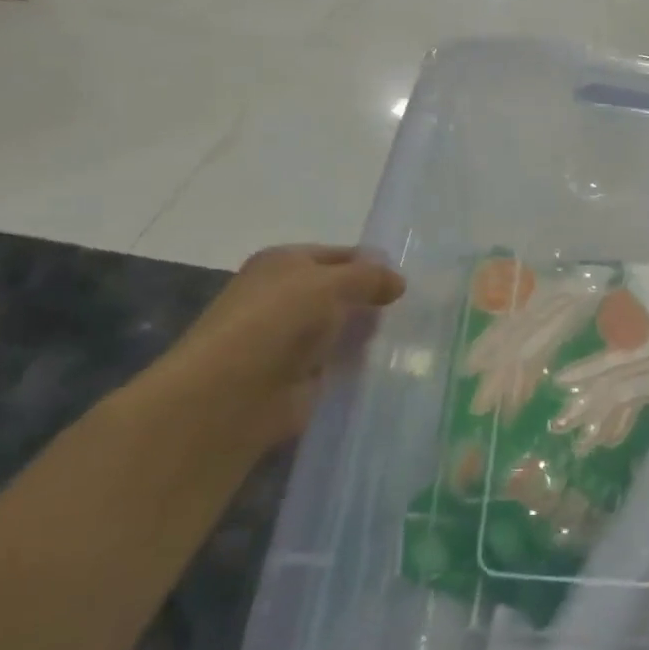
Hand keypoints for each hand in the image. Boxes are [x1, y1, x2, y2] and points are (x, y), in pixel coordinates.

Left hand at [134, 245, 404, 463]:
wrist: (232, 394)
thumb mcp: (332, 283)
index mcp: (283, 263)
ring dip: (369, 335)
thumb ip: (370, 277)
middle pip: (341, 293)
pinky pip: (339, 364)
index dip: (373, 265)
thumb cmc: (278, 321)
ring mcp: (290, 339)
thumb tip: (398, 282)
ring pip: (343, 329)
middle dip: (374, 301)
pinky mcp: (298, 377)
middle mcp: (283, 297)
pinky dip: (359, 365)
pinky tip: (388, 365)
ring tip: (410, 338)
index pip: (339, 255)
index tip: (409, 281)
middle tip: (416, 310)